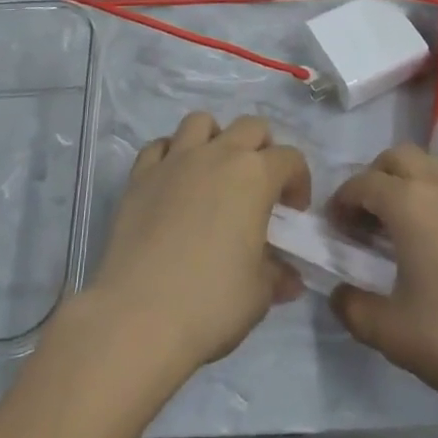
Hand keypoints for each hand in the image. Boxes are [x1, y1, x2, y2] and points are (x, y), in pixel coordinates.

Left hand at [89, 112, 311, 377]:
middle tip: (260, 186)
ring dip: (215, 138)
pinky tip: (173, 183)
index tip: (293, 212)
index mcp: (254, 176)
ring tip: (214, 173)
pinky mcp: (139, 175)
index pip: (290, 158)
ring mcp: (174, 160)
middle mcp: (216, 155)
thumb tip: (288, 277)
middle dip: (263, 148)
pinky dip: (171, 154)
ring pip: (200, 122)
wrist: (138, 315)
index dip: (299, 181)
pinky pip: (159, 146)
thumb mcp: (259, 294)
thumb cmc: (211, 302)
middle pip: (250, 126)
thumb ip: (276, 275)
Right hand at [328, 145, 437, 420]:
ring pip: (427, 167)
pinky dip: (430, 198)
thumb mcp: (392, 333)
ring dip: (403, 185)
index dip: (340, 203)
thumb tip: (339, 293)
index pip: (362, 183)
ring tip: (396, 233)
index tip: (333, 232)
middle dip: (372, 180)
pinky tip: (432, 245)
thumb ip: (352, 308)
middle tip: (363, 222)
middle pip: (396, 158)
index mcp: (410, 203)